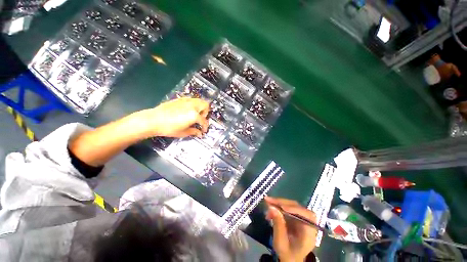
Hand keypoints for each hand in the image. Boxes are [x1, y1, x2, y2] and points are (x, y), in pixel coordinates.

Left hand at [135, 97, 209, 137]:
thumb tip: (200, 133)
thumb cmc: (169, 128)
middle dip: (205, 113)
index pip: (204, 121)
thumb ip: (194, 132)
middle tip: (200, 119)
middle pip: (205, 105)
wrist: (153, 120)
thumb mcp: (183, 132)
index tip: (203, 130)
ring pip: (199, 100)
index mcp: (194, 115)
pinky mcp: (180, 99)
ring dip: (200, 107)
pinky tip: (187, 111)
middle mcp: (192, 105)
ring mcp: (186, 101)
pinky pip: (191, 100)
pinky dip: (193, 105)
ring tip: (195, 114)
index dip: (205, 127)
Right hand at [265, 197, 316, 261]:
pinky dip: (279, 206)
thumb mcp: (281, 243)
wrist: (291, 260)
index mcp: (309, 233)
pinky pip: (288, 208)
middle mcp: (308, 223)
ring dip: (279, 203)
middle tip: (269, 200)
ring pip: (292, 205)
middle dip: (282, 202)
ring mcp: (302, 219)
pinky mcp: (296, 217)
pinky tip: (270, 208)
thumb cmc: (287, 255)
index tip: (282, 207)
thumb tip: (271, 207)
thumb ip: (278, 225)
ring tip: (267, 202)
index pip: (307, 216)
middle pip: (298, 207)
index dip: (295, 209)